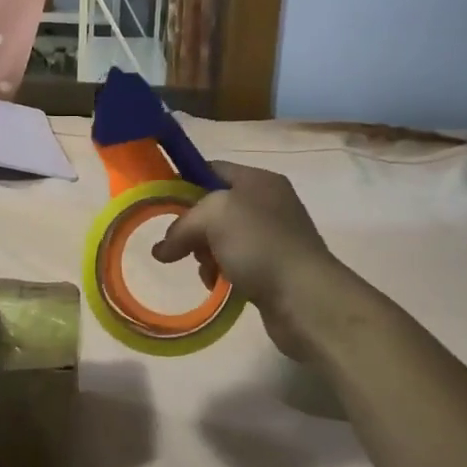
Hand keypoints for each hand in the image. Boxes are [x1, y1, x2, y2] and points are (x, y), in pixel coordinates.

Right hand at [151, 162, 339, 363]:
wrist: (305, 297)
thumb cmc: (260, 244)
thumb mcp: (213, 217)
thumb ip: (182, 225)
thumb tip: (162, 250)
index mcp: (258, 180)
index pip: (212, 169)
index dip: (184, 182)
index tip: (161, 204)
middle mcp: (268, 204)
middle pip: (215, 207)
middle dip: (193, 227)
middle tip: (179, 246)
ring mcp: (272, 237)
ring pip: (222, 239)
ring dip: (205, 254)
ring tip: (206, 270)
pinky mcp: (273, 269)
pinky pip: (235, 264)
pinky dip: (221, 273)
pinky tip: (217, 284)